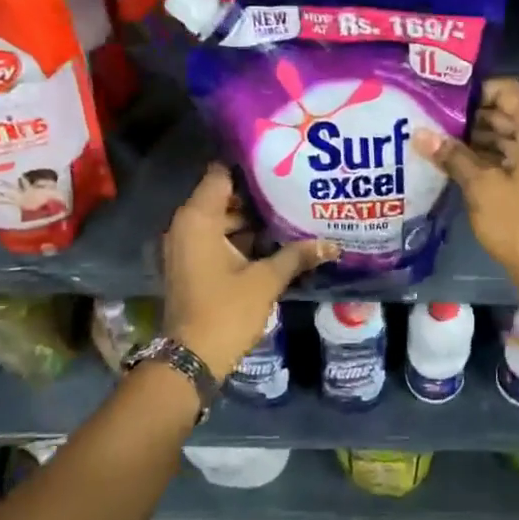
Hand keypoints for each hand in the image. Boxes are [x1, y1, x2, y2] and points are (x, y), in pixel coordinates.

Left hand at [160, 164, 337, 379]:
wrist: (192, 358)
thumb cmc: (226, 311)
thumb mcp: (266, 280)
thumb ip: (296, 255)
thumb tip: (333, 244)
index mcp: (198, 219)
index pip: (221, 174)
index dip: (250, 166)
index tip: (281, 161)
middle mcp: (186, 226)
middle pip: (224, 196)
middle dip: (258, 194)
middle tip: (295, 186)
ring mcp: (187, 246)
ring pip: (223, 219)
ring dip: (253, 218)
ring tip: (292, 210)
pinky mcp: (193, 265)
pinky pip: (218, 238)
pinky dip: (242, 237)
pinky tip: (276, 239)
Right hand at [417, 78, 518, 323]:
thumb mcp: (481, 187)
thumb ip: (452, 155)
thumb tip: (419, 133)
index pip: (505, 89)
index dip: (473, 92)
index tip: (439, 100)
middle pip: (505, 111)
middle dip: (469, 116)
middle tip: (428, 120)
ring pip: (508, 134)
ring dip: (475, 138)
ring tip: (434, 140)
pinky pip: (513, 154)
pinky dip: (488, 156)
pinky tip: (453, 162)